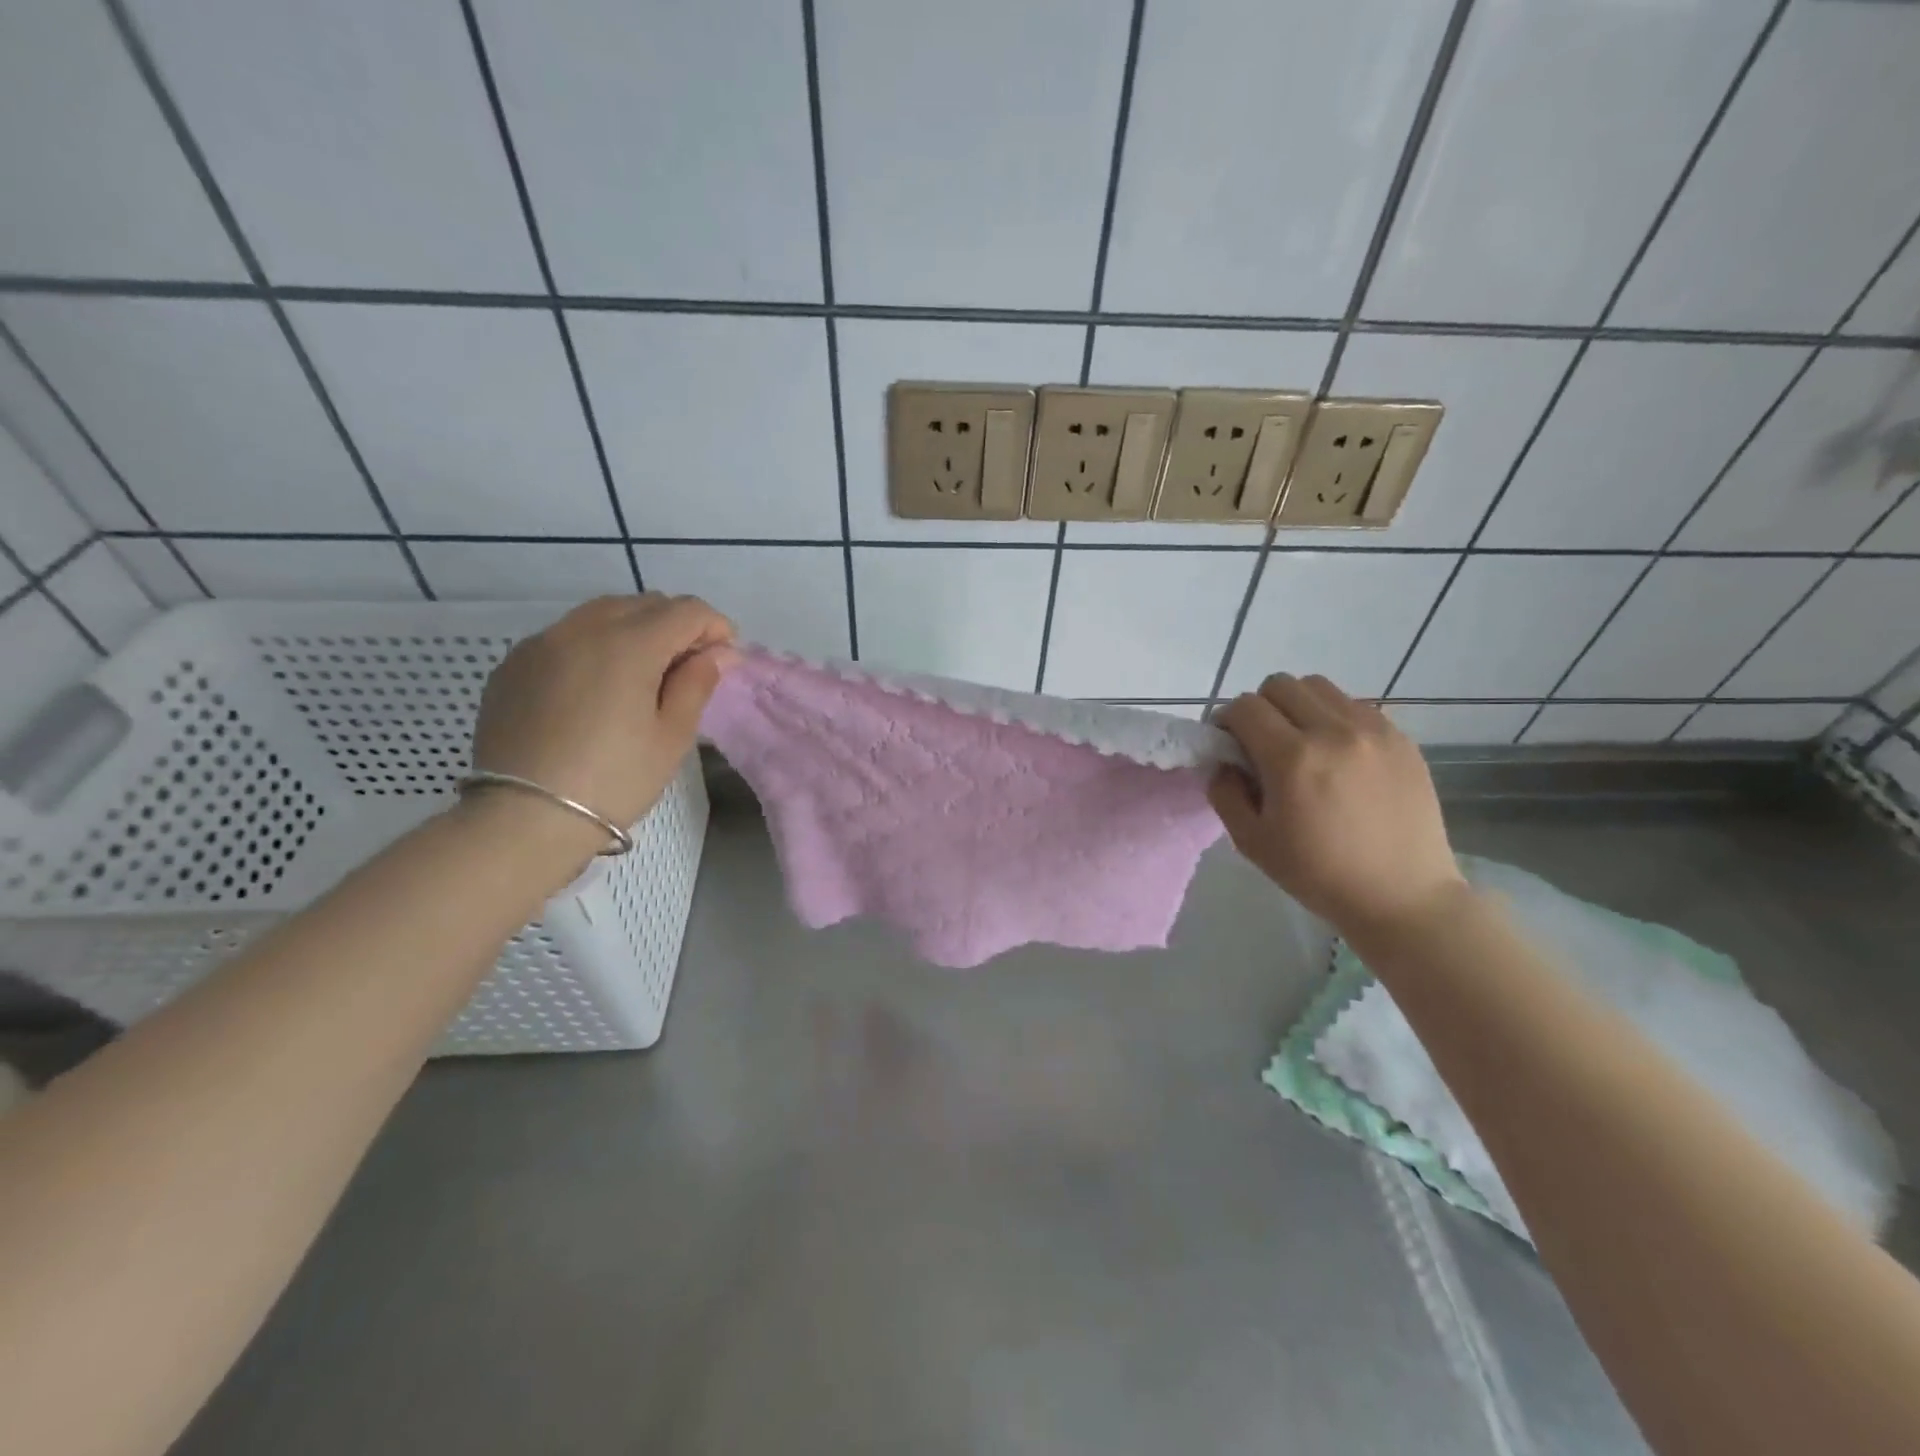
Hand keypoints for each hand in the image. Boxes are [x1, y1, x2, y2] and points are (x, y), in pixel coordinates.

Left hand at [470, 594, 737, 843]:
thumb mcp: (671, 737)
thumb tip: (717, 653)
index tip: (725, 658)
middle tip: (689, 666)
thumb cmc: (613, 780)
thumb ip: (696, 684)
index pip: (687, 610)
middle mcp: (583, 628)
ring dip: (635, 629)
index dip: (715, 627)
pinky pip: (566, 635)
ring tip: (644, 672)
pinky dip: (595, 645)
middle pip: (644, 603)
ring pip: (602, 613)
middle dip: (676, 624)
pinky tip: (597, 686)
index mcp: (629, 644)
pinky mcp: (513, 664)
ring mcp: (541, 643)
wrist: (522, 819)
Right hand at [1209, 674, 1465, 933]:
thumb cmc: (1319, 874)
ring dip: (1298, 706)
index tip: (1228, 745)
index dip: (1226, 721)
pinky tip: (1338, 754)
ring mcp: (1373, 730)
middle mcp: (1333, 731)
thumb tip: (1224, 761)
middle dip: (1260, 708)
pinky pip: (1354, 705)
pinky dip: (1334, 717)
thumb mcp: (1252, 842)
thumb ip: (1225, 793)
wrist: (1403, 896)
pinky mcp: (1401, 738)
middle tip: (1262, 743)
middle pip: (1280, 685)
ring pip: (1319, 687)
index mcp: (1291, 758)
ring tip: (1302, 743)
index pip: (1244, 707)